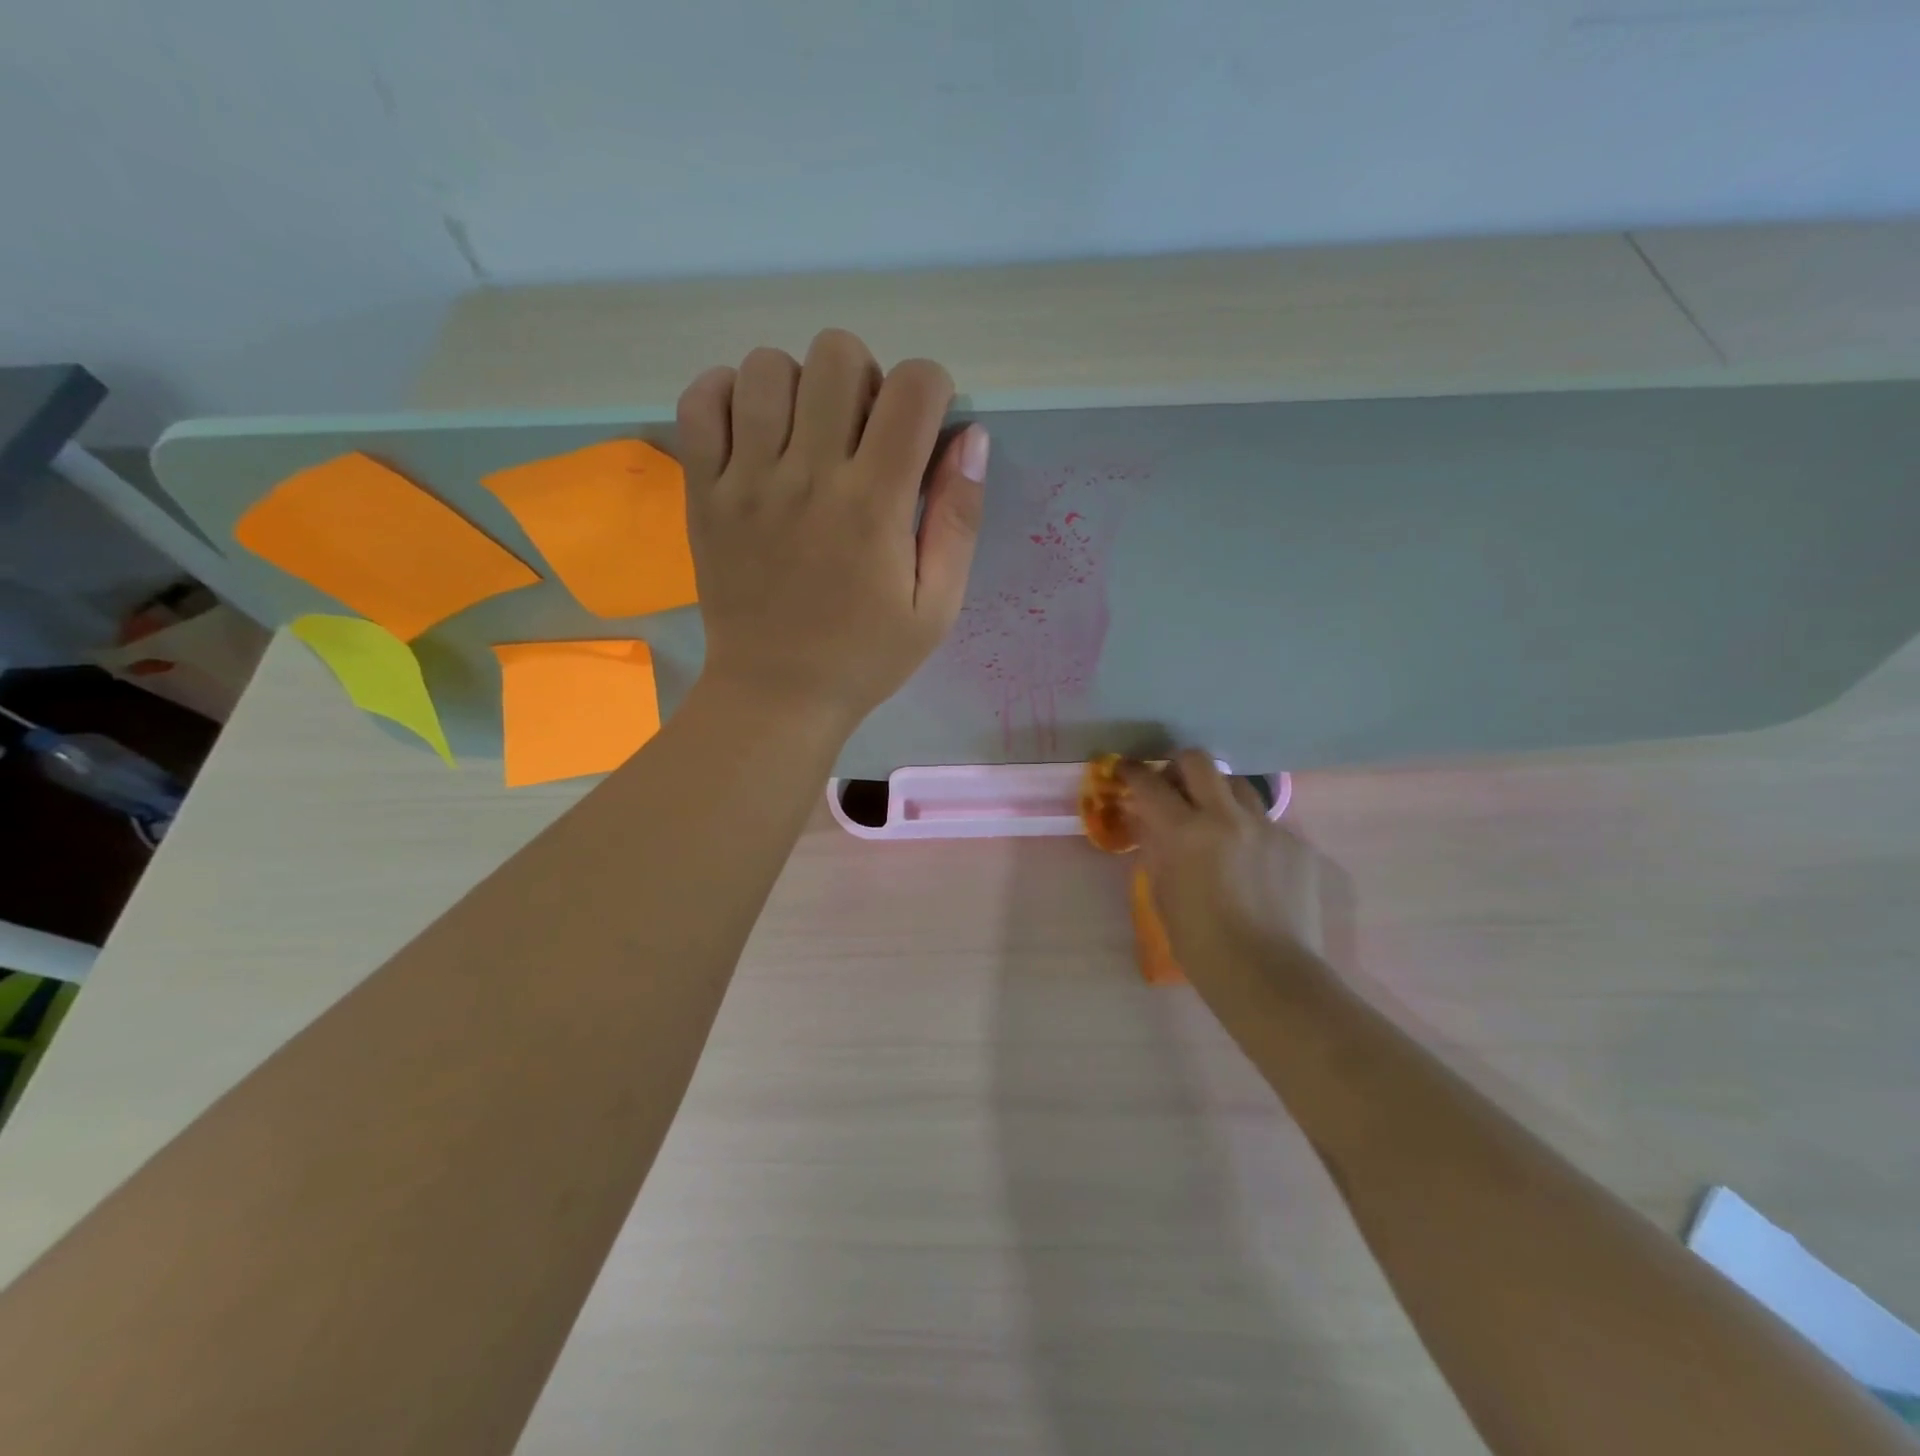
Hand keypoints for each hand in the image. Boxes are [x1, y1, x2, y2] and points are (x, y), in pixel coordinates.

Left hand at [676, 329, 988, 725]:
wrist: (776, 695)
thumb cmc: (865, 656)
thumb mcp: (937, 606)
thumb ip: (959, 519)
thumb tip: (971, 435)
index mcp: (875, 504)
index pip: (914, 387)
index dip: (932, 390)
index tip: (923, 430)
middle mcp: (809, 476)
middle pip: (838, 354)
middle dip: (867, 378)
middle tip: (864, 435)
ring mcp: (746, 480)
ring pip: (769, 366)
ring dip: (801, 387)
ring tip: (808, 437)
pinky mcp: (703, 492)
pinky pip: (701, 401)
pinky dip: (729, 396)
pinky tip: (754, 433)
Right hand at [1120, 752, 1323, 975]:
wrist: (1268, 974)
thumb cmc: (1200, 942)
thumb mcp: (1162, 892)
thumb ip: (1155, 847)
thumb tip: (1150, 822)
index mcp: (1185, 831)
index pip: (1150, 784)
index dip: (1133, 772)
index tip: (1126, 771)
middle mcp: (1226, 817)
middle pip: (1198, 761)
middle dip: (1178, 765)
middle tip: (1172, 785)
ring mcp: (1266, 827)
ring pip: (1238, 785)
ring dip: (1218, 793)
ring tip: (1213, 819)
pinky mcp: (1295, 843)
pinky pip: (1265, 822)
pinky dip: (1248, 830)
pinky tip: (1248, 862)